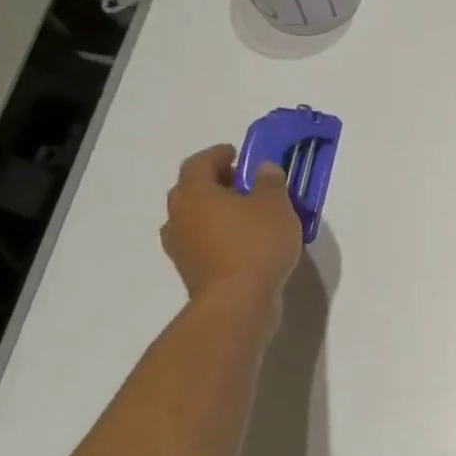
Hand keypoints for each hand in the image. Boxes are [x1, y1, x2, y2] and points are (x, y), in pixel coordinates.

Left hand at [160, 144, 301, 306]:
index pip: (199, 163)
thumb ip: (270, 182)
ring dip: (215, 211)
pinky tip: (242, 242)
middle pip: (191, 190)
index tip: (238, 153)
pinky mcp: (190, 269)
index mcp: (195, 193)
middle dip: (215, 183)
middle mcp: (179, 215)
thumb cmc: (256, 244)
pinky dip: (218, 235)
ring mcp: (180, 245)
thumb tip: (263, 169)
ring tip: (246, 215)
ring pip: (194, 217)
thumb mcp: (275, 206)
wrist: (237, 302)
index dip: (218, 154)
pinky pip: (202, 241)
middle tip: (243, 183)